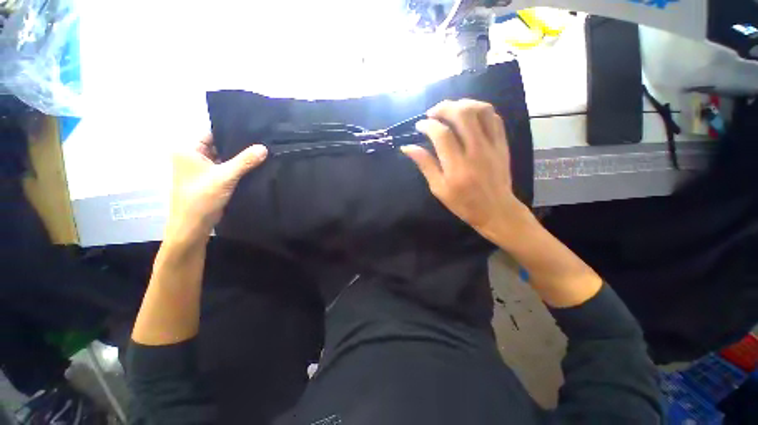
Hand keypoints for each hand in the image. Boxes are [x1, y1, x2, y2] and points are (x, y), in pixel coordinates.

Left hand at [165, 134, 267, 244]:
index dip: (232, 132)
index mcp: (188, 149)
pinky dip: (238, 168)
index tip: (253, 131)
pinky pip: (227, 169)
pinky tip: (255, 166)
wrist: (193, 226)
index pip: (212, 133)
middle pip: (220, 145)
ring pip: (224, 158)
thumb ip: (245, 161)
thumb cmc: (202, 198)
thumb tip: (264, 147)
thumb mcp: (225, 177)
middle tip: (261, 143)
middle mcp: (193, 156)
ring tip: (261, 153)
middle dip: (239, 146)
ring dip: (240, 158)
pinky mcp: (211, 180)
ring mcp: (202, 169)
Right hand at [401, 99, 531, 243]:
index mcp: (457, 166)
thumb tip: (407, 147)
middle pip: (462, 115)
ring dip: (463, 104)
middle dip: (444, 108)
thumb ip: (425, 165)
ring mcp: (492, 146)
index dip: (428, 125)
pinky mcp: (502, 145)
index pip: (442, 135)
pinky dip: (480, 111)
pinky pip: (495, 119)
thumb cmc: (463, 203)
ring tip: (451, 109)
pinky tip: (469, 115)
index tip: (419, 125)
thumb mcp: (439, 188)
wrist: (496, 210)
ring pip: (481, 111)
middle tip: (432, 113)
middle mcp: (476, 151)